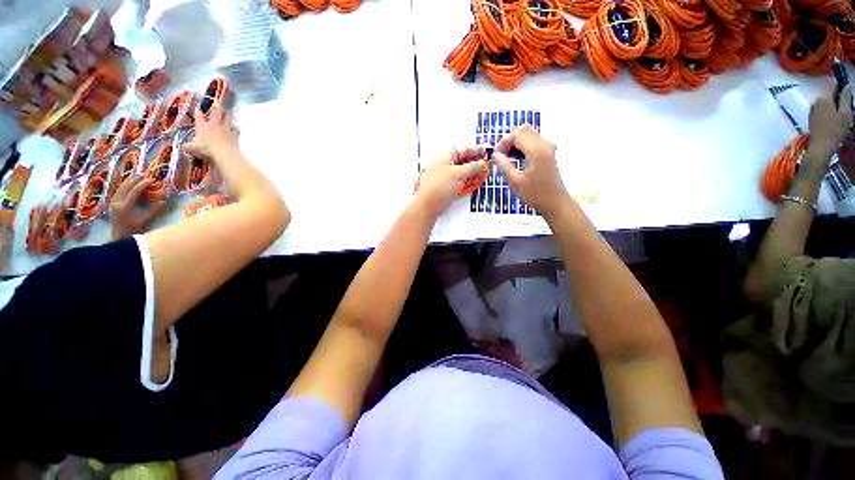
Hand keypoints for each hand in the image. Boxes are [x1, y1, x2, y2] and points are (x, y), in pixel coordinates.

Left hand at [110, 175, 168, 239]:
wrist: (119, 238)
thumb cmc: (134, 230)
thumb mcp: (145, 221)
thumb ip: (154, 210)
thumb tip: (164, 199)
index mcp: (125, 205)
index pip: (135, 190)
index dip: (144, 183)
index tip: (153, 179)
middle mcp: (117, 201)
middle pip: (126, 186)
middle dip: (136, 179)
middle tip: (145, 175)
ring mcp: (113, 202)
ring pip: (121, 187)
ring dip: (129, 180)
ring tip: (137, 176)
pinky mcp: (112, 203)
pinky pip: (118, 191)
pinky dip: (124, 185)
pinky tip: (129, 183)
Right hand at [183, 106, 238, 160]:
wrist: (225, 154)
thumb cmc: (206, 150)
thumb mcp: (192, 149)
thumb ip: (187, 146)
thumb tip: (184, 147)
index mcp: (202, 126)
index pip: (199, 116)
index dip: (198, 112)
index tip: (198, 109)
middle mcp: (215, 124)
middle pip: (217, 112)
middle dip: (217, 109)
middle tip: (218, 107)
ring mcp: (226, 129)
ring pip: (229, 118)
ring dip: (228, 116)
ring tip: (229, 114)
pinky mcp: (236, 135)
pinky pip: (237, 129)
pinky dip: (236, 129)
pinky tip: (236, 129)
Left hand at [416, 146, 487, 217]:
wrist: (428, 205)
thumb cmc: (442, 186)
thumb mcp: (458, 174)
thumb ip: (472, 167)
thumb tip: (483, 163)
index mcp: (445, 157)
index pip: (462, 150)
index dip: (474, 150)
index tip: (485, 151)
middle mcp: (444, 165)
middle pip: (462, 160)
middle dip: (474, 161)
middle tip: (486, 164)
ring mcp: (445, 176)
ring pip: (461, 171)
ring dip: (472, 172)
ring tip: (482, 173)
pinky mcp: (446, 187)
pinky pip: (458, 180)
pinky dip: (466, 180)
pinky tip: (474, 182)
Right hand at [493, 125, 568, 216]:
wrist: (555, 202)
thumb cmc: (534, 193)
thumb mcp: (515, 181)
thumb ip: (504, 165)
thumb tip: (495, 155)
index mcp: (535, 150)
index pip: (516, 135)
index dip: (503, 142)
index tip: (495, 156)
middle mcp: (544, 144)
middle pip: (523, 130)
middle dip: (509, 140)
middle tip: (501, 155)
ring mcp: (548, 147)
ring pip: (529, 134)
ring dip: (516, 141)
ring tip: (507, 157)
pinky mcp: (549, 152)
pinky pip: (534, 140)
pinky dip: (523, 145)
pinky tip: (517, 158)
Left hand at [807, 84, 852, 160]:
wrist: (821, 147)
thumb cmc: (835, 130)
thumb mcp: (845, 112)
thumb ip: (846, 97)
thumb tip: (847, 85)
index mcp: (824, 98)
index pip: (834, 87)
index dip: (843, 91)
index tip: (848, 100)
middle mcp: (815, 102)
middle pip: (830, 96)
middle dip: (839, 102)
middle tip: (846, 113)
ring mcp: (812, 110)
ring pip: (826, 105)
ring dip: (834, 109)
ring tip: (841, 120)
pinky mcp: (811, 119)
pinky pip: (822, 112)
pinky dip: (829, 115)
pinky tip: (833, 124)